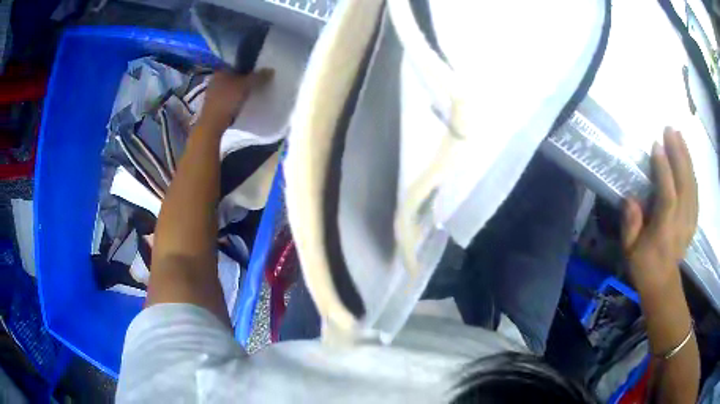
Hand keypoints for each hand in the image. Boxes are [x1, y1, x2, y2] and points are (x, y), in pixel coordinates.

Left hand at [199, 68, 273, 130]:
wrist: (212, 124)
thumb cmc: (227, 100)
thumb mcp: (246, 86)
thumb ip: (258, 77)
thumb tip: (271, 70)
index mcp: (221, 71)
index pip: (236, 64)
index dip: (247, 67)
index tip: (256, 72)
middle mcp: (214, 79)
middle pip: (233, 76)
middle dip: (242, 80)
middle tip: (254, 84)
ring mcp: (212, 92)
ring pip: (229, 87)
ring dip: (237, 90)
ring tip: (249, 94)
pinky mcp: (212, 105)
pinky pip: (226, 98)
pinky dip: (232, 99)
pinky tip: (239, 104)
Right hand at [622, 128, 697, 296]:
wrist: (662, 283)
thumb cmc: (644, 265)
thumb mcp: (630, 250)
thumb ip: (630, 225)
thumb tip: (631, 199)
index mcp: (665, 230)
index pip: (668, 195)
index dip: (663, 169)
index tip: (656, 145)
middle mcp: (681, 222)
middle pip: (684, 183)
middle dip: (678, 154)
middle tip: (670, 130)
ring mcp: (690, 220)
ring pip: (692, 183)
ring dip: (686, 157)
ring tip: (679, 135)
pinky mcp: (693, 218)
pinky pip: (695, 190)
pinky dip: (692, 171)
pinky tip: (688, 157)